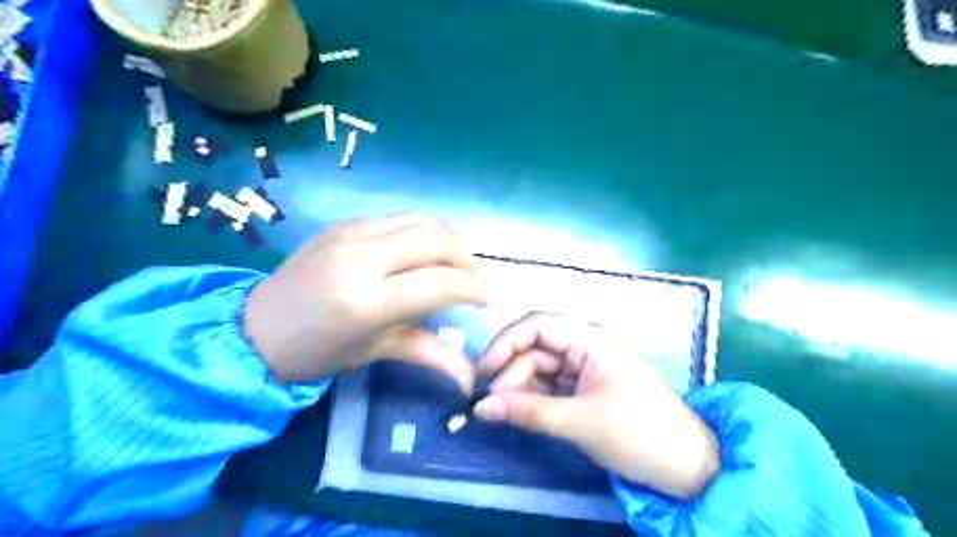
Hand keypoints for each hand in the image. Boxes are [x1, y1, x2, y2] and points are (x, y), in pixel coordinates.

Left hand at [244, 212, 487, 392]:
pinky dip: (421, 232)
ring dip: (448, 241)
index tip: (484, 300)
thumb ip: (431, 357)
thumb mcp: (376, 353)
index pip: (441, 282)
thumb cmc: (316, 353)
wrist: (255, 328)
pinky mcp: (344, 223)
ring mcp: (351, 233)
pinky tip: (420, 254)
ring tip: (451, 265)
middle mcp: (362, 257)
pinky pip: (398, 218)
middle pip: (438, 238)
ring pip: (422, 220)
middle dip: (467, 258)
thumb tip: (471, 381)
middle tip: (470, 281)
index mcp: (367, 300)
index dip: (474, 288)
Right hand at [474, 313, 720, 501]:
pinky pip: (551, 382)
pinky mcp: (586, 385)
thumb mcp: (579, 422)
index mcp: (591, 339)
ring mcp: (586, 365)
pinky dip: (534, 395)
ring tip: (504, 411)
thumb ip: (527, 412)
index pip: (538, 324)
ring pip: (541, 365)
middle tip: (491, 403)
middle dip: (511, 370)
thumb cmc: (637, 434)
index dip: (506, 342)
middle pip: (536, 346)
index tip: (483, 372)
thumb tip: (480, 408)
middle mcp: (586, 344)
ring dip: (520, 384)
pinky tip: (521, 410)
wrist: (686, 466)